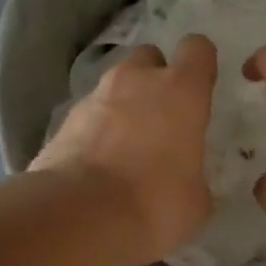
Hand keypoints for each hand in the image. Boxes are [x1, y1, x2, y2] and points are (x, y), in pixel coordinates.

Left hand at [31, 34, 216, 264]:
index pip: (197, 49)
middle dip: (156, 79)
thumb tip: (187, 182)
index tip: (202, 88)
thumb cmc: (155, 202)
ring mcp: (95, 97)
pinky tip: (101, 166)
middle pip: (149, 58)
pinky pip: (90, 115)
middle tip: (162, 118)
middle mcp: (136, 81)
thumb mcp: (196, 200)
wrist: (79, 215)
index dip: (201, 65)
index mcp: (181, 91)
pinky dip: (97, 131)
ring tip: (128, 148)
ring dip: (124, 106)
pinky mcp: (63, 121)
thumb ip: (195, 176)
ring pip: (116, 86)